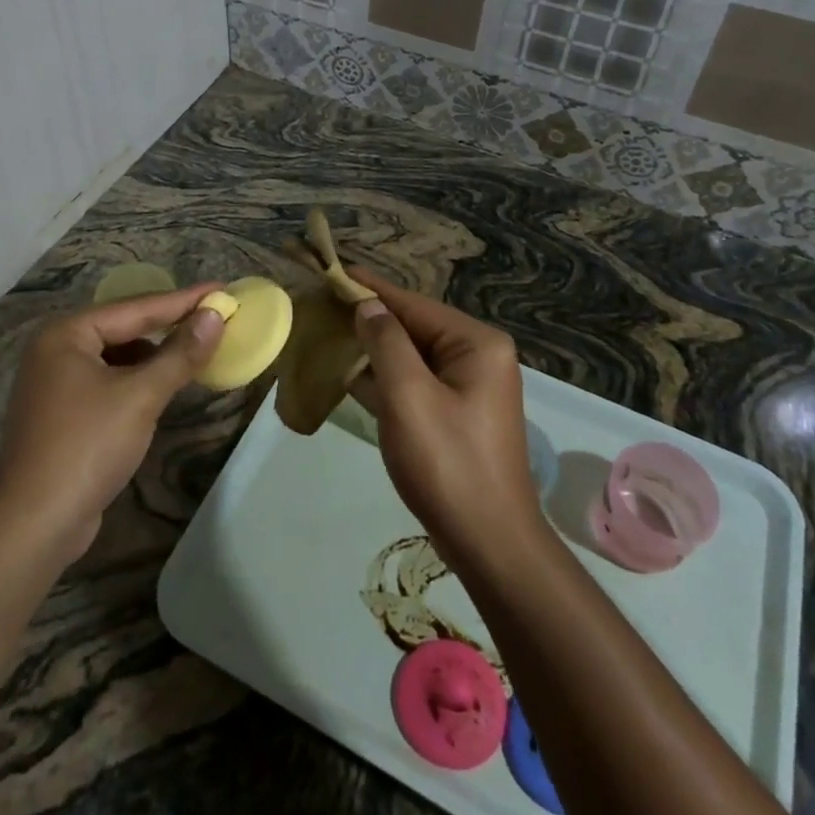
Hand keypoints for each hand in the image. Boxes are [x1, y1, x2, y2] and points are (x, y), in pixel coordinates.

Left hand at [0, 285, 225, 559]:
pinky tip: (163, 386)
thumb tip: (215, 315)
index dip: (183, 300)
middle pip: (125, 327)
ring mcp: (56, 381)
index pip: (137, 307)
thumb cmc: (87, 446)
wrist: (33, 524)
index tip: (221, 289)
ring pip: (118, 356)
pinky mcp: (63, 411)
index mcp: (67, 333)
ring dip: (155, 354)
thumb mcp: (141, 396)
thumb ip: (180, 353)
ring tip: (195, 350)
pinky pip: (109, 381)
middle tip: (214, 316)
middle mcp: (56, 348)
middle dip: (170, 324)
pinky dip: (138, 379)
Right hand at [348, 271, 540, 566]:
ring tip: (330, 331)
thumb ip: (386, 343)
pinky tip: (351, 373)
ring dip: (374, 348)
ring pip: (413, 356)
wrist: (490, 544)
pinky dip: (386, 377)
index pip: (413, 304)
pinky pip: (416, 383)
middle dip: (370, 318)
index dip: (371, 288)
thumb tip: (368, 305)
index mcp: (476, 344)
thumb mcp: (409, 396)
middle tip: (324, 304)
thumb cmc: (448, 464)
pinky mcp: (457, 414)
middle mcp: (478, 357)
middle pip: (414, 327)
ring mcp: (470, 388)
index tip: (334, 270)